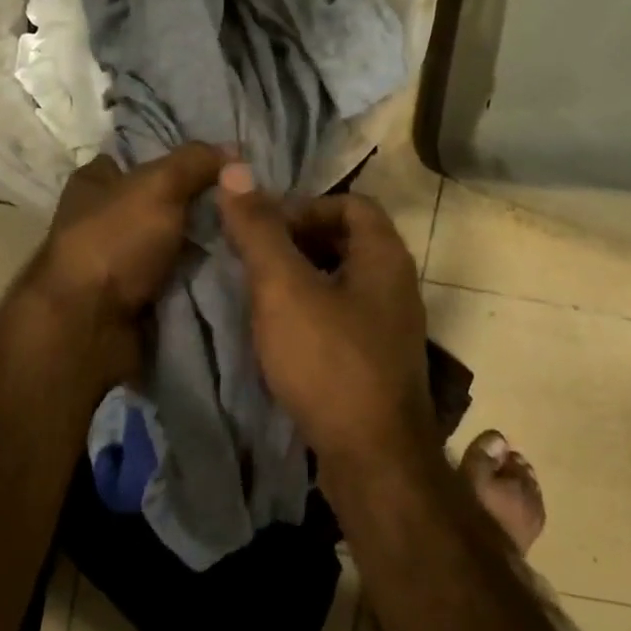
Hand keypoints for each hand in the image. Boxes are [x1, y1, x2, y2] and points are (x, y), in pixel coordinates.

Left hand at [25, 144, 227, 384]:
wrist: (88, 327)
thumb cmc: (114, 242)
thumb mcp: (159, 186)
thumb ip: (195, 162)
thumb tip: (234, 151)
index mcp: (94, 182)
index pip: (139, 157)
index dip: (177, 157)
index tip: (224, 164)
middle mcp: (102, 219)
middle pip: (161, 203)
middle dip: (200, 206)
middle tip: (248, 205)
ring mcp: (117, 262)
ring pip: (172, 244)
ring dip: (204, 246)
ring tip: (252, 238)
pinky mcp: (132, 298)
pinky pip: (175, 280)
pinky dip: (198, 279)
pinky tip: (235, 271)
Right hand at [216, 164, 436, 467]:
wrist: (373, 458)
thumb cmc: (328, 361)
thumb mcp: (283, 288)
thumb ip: (259, 230)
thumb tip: (234, 172)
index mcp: (384, 257)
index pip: (351, 204)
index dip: (306, 206)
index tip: (265, 229)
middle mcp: (396, 286)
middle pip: (348, 242)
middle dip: (299, 242)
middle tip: (255, 258)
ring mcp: (390, 329)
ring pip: (343, 284)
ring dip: (302, 280)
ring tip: (260, 295)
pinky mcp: (378, 365)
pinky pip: (343, 320)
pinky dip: (312, 315)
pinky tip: (281, 337)